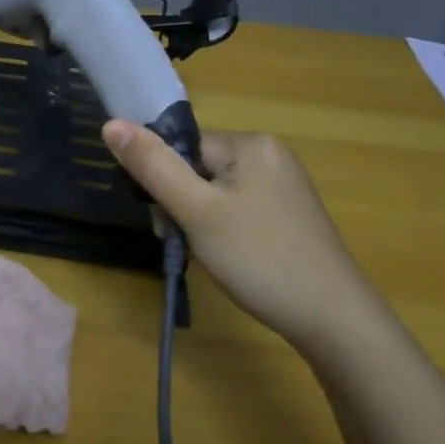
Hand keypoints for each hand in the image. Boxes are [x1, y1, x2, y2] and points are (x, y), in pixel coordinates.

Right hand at [101, 121, 381, 350]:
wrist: (334, 319)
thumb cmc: (259, 258)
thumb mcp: (196, 211)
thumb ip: (152, 166)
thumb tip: (110, 124)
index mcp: (250, 143)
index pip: (183, 147)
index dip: (165, 183)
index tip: (166, 222)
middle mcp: (270, 154)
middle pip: (198, 168)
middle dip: (181, 204)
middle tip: (183, 242)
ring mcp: (283, 184)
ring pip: (215, 191)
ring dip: (198, 219)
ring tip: (207, 254)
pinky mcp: (289, 212)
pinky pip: (238, 206)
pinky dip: (223, 228)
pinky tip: (229, 256)